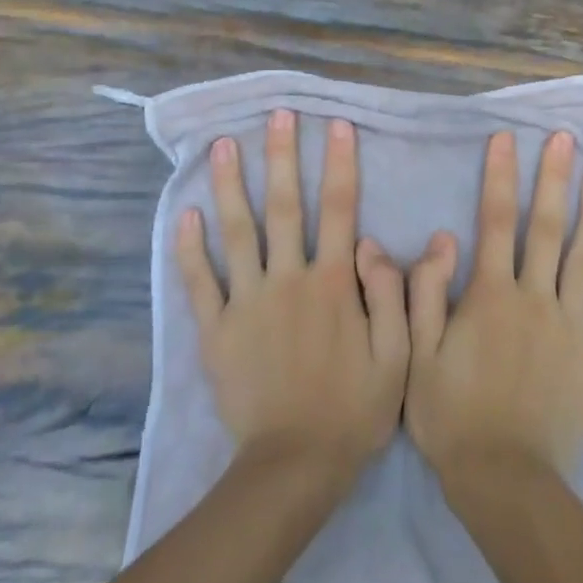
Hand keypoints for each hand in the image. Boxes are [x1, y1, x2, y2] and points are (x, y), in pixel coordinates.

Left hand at [177, 110, 410, 483]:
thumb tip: (373, 240)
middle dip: (281, 156)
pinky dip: (190, 250)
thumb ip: (391, 294)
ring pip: (237, 233)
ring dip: (230, 186)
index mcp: (333, 283)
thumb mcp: (397, 356)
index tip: (336, 125)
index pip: (338, 209)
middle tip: (276, 115)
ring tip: (222, 146)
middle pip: (283, 207)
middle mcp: (288, 280)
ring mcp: (247, 303)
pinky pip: (200, 283)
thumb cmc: (354, 410)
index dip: (339, 163)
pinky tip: (185, 216)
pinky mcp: (216, 331)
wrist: (294, 467)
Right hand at [405, 130, 582, 483]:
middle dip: (553, 179)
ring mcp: (570, 327)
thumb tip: (441, 237)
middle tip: (567, 140)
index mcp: (490, 295)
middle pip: (545, 228)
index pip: (494, 221)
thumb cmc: (452, 416)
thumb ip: (425, 293)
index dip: (500, 176)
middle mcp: (534, 299)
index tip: (507, 138)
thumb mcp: (417, 355)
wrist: (505, 481)